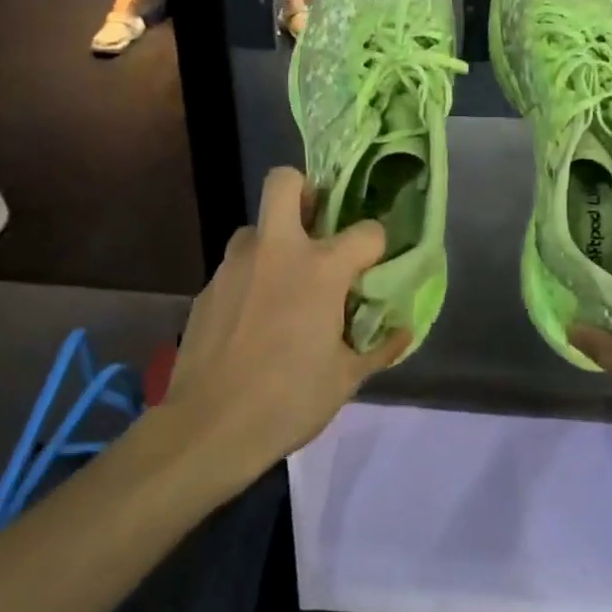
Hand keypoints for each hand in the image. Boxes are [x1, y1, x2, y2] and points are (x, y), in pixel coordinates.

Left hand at [160, 167, 410, 486]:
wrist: (209, 428)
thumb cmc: (289, 400)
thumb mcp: (346, 379)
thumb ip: (379, 348)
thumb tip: (404, 332)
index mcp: (321, 269)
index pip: (367, 231)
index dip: (376, 246)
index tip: (372, 267)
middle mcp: (277, 251)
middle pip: (285, 182)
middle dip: (304, 190)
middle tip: (315, 225)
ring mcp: (235, 266)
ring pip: (255, 228)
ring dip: (273, 244)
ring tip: (282, 285)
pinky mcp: (207, 288)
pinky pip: (235, 267)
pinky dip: (250, 280)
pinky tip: (252, 321)